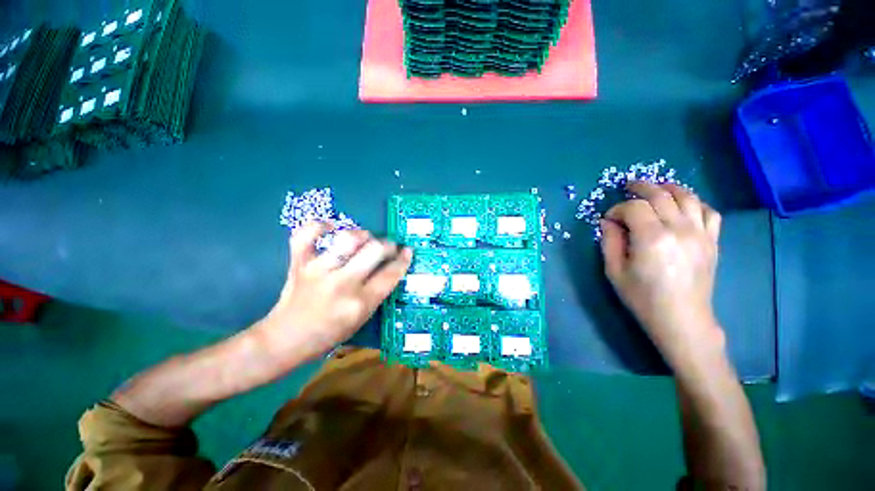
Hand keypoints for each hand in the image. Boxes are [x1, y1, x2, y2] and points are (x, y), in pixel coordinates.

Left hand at [255, 222, 411, 362]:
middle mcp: (342, 284)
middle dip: (388, 245)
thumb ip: (378, 293)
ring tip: (365, 238)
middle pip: (375, 250)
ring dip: (363, 235)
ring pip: (348, 238)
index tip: (407, 251)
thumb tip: (390, 267)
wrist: (285, 339)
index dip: (403, 259)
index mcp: (360, 303)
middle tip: (388, 246)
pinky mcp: (299, 263)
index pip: (391, 274)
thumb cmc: (329, 333)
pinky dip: (319, 226)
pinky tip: (330, 228)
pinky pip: (307, 234)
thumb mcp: (362, 319)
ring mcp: (318, 270)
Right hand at [600, 181, 723, 365]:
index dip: (617, 208)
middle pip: (660, 195)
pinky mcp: (712, 241)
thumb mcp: (615, 271)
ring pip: (688, 197)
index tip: (609, 219)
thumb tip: (608, 222)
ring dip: (669, 188)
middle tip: (628, 187)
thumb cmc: (642, 297)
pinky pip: (709, 211)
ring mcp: (700, 234)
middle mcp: (679, 229)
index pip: (634, 207)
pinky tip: (683, 206)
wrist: (681, 319)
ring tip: (655, 188)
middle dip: (641, 188)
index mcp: (652, 238)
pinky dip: (695, 202)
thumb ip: (609, 242)